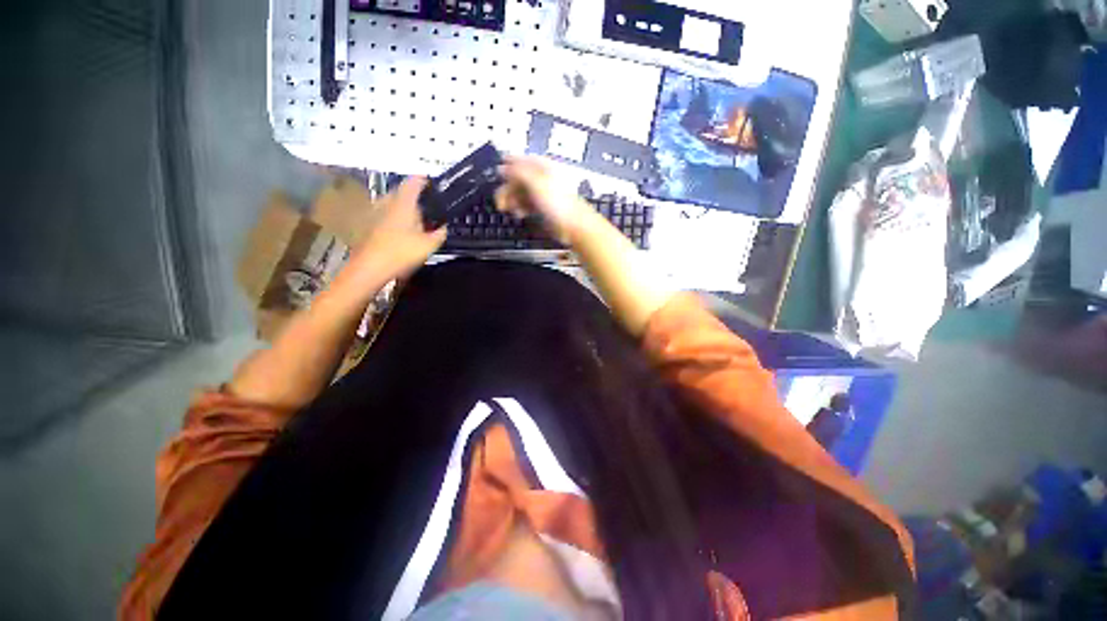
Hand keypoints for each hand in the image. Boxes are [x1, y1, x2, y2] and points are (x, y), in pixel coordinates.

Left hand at [348, 176, 445, 282]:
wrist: (370, 267)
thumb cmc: (401, 252)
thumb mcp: (429, 245)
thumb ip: (439, 234)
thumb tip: (444, 228)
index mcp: (403, 204)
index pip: (413, 183)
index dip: (422, 179)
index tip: (429, 179)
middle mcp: (387, 203)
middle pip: (400, 192)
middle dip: (412, 194)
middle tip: (425, 202)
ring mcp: (375, 214)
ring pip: (391, 203)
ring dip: (402, 206)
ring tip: (415, 216)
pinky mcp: (369, 225)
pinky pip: (385, 214)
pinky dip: (394, 216)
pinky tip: (401, 229)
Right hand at [495, 156, 596, 243]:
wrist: (573, 225)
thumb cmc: (557, 203)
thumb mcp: (535, 182)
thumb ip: (517, 172)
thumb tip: (502, 167)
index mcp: (542, 167)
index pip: (520, 160)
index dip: (507, 166)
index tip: (497, 175)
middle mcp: (541, 178)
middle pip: (517, 178)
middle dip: (507, 189)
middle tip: (501, 202)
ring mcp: (542, 194)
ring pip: (520, 193)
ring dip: (512, 200)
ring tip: (510, 210)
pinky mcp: (542, 208)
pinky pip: (526, 205)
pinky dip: (520, 208)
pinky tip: (519, 214)